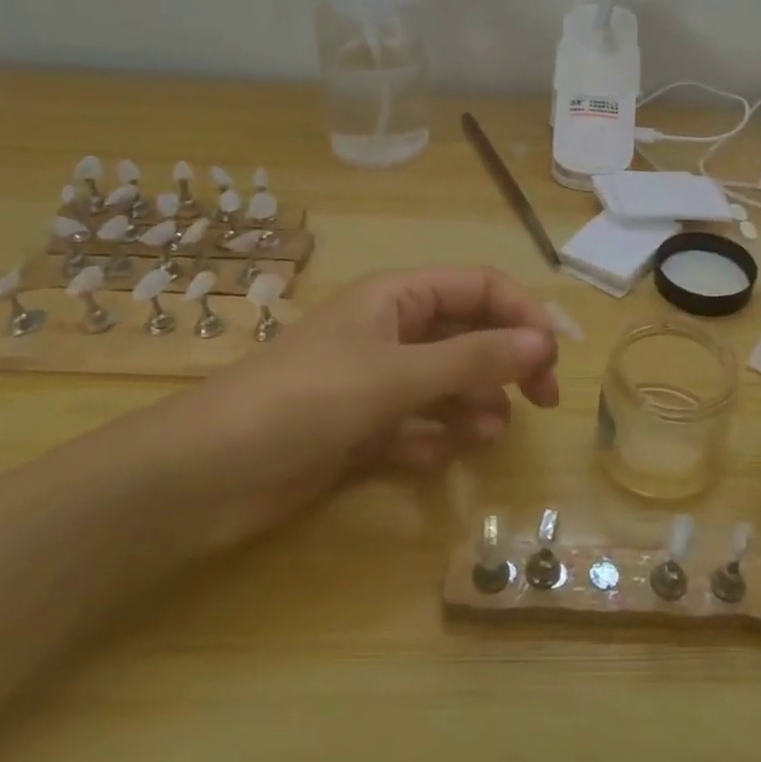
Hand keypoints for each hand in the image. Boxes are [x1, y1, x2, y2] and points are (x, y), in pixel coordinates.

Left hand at [136, 267, 559, 552]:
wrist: (206, 475)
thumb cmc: (307, 400)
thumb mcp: (398, 373)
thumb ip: (474, 357)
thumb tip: (544, 342)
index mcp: (398, 297)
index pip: (480, 286)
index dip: (522, 313)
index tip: (554, 355)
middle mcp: (391, 331)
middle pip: (469, 333)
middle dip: (507, 362)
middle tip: (542, 401)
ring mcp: (375, 381)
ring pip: (447, 382)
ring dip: (474, 403)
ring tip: (488, 434)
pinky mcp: (361, 429)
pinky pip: (417, 424)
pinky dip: (435, 438)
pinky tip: (439, 459)